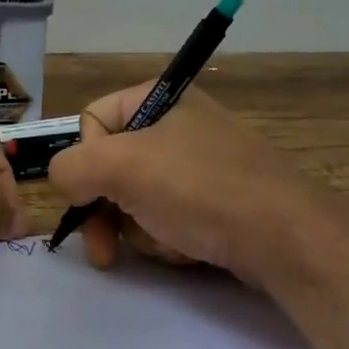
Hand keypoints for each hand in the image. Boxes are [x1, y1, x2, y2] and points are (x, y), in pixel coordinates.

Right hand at [46, 83, 296, 279]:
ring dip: (138, 229)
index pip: (92, 121)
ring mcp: (200, 165)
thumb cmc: (198, 189)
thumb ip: (70, 167)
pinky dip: (168, 238)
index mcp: (160, 99)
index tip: (93, 193)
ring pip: (136, 199)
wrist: (284, 237)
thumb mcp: (121, 167)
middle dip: (107, 211)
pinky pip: (168, 217)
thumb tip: (64, 182)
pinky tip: (187, 249)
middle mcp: (180, 125)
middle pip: (112, 167)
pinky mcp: (216, 201)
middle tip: (104, 249)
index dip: (86, 161)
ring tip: (166, 244)